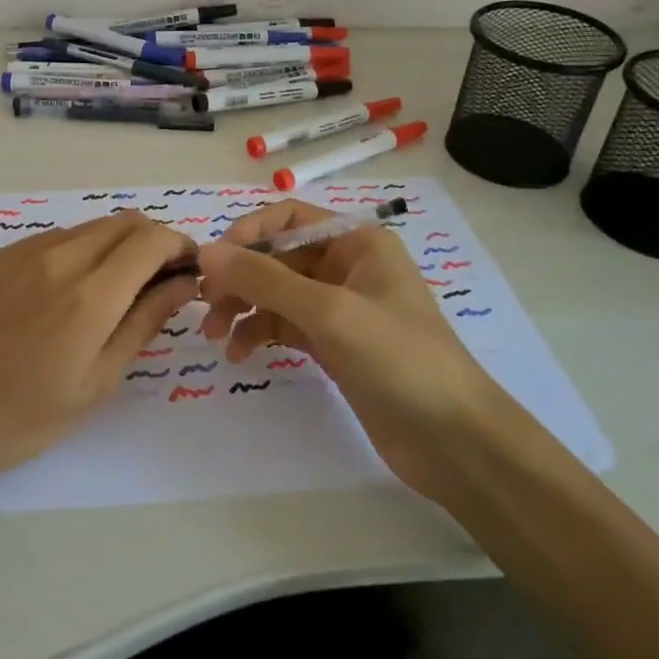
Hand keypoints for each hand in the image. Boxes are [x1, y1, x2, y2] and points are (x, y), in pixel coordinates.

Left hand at [0, 211, 198, 510]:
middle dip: (154, 243)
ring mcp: (24, 251)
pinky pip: (58, 238)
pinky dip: (83, 251)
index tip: (191, 273)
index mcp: (89, 295)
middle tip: (161, 284)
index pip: (152, 240)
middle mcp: (59, 257)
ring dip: (119, 245)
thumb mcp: (95, 383)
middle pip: (125, 222)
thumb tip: (184, 284)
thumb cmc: (19, 420)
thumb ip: (144, 323)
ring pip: (92, 227)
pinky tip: (73, 292)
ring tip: (119, 291)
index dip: (181, 247)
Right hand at [197, 199, 493, 494]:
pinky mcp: (333, 344)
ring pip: (276, 292)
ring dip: (243, 307)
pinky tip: (241, 354)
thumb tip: (205, 251)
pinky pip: (284, 325)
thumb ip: (264, 279)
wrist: (454, 441)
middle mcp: (346, 265)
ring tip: (216, 336)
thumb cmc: (399, 359)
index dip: (247, 234)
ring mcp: (339, 307)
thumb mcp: (329, 312)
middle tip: (206, 306)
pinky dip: (259, 333)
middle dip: (239, 277)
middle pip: (277, 255)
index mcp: (356, 241)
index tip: (212, 263)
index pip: (287, 217)